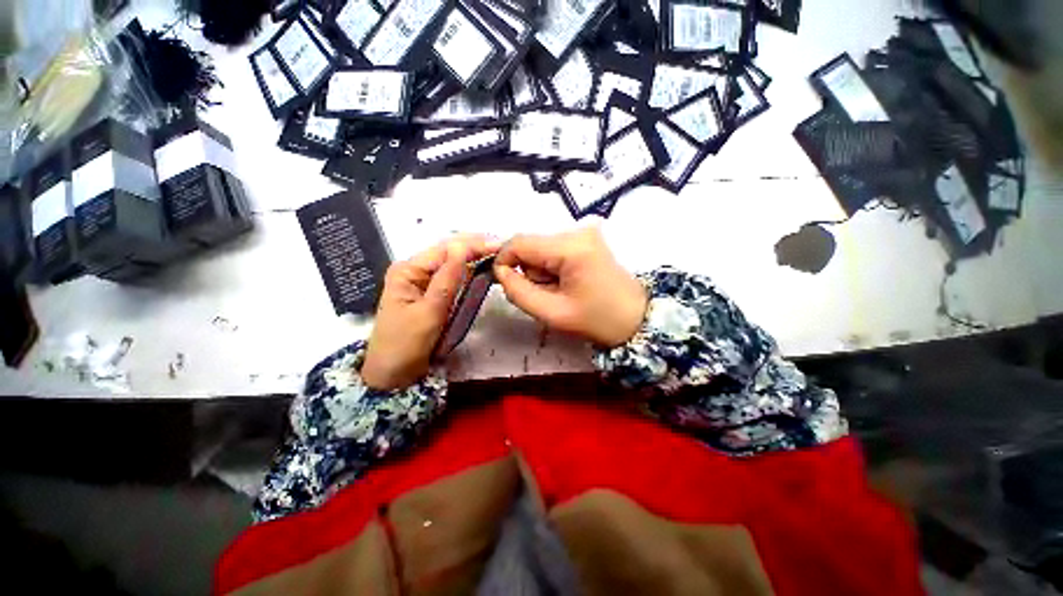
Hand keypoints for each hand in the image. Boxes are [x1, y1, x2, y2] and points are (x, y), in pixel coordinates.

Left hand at [362, 236, 497, 389]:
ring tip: (497, 253)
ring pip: (453, 264)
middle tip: (503, 246)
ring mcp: (423, 282)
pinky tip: (482, 267)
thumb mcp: (428, 312)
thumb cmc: (406, 344)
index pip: (445, 249)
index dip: (473, 245)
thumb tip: (462, 247)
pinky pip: (453, 278)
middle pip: (449, 253)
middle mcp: (415, 270)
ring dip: (474, 258)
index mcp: (408, 270)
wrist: (393, 375)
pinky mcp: (432, 294)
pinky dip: (469, 272)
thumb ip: (447, 279)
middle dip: (475, 247)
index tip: (499, 244)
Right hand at [494, 227, 647, 347]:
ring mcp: (584, 232)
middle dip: (529, 271)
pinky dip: (552, 267)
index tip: (504, 282)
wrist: (636, 318)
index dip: (503, 260)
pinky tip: (567, 282)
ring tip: (561, 290)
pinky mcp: (587, 239)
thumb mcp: (552, 313)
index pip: (519, 242)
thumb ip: (518, 292)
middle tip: (547, 294)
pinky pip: (554, 249)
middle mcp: (577, 231)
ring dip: (541, 270)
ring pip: (541, 248)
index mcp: (570, 247)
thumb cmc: (597, 320)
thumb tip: (500, 271)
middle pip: (531, 244)